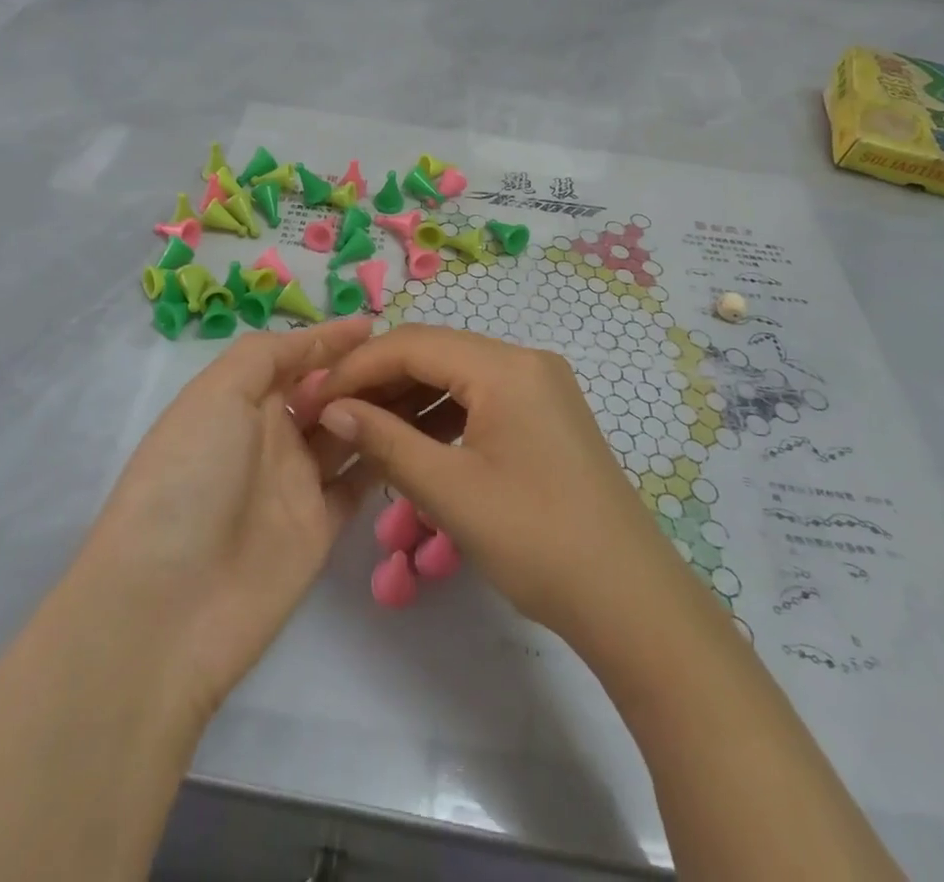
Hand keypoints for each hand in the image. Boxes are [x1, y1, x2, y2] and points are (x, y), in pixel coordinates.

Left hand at [79, 320, 379, 716]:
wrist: (168, 606)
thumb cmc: (189, 478)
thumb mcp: (216, 394)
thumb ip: (267, 356)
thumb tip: (322, 338)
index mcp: (240, 399)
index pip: (294, 357)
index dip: (330, 339)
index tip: (376, 323)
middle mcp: (269, 434)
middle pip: (325, 392)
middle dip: (362, 371)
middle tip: (412, 357)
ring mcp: (296, 481)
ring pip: (348, 431)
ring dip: (379, 409)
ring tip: (425, 386)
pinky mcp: (320, 526)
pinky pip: (360, 482)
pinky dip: (385, 457)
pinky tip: (418, 436)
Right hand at [312, 326, 683, 644]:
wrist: (630, 600)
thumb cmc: (537, 542)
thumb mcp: (450, 492)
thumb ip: (384, 441)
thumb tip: (333, 409)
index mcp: (505, 366)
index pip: (413, 344)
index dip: (357, 367)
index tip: (314, 398)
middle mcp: (524, 360)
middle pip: (435, 353)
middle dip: (379, 380)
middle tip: (331, 412)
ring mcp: (539, 385)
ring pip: (456, 375)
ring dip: (407, 398)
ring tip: (362, 429)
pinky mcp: (544, 413)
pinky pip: (479, 398)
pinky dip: (440, 415)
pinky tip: (410, 441)